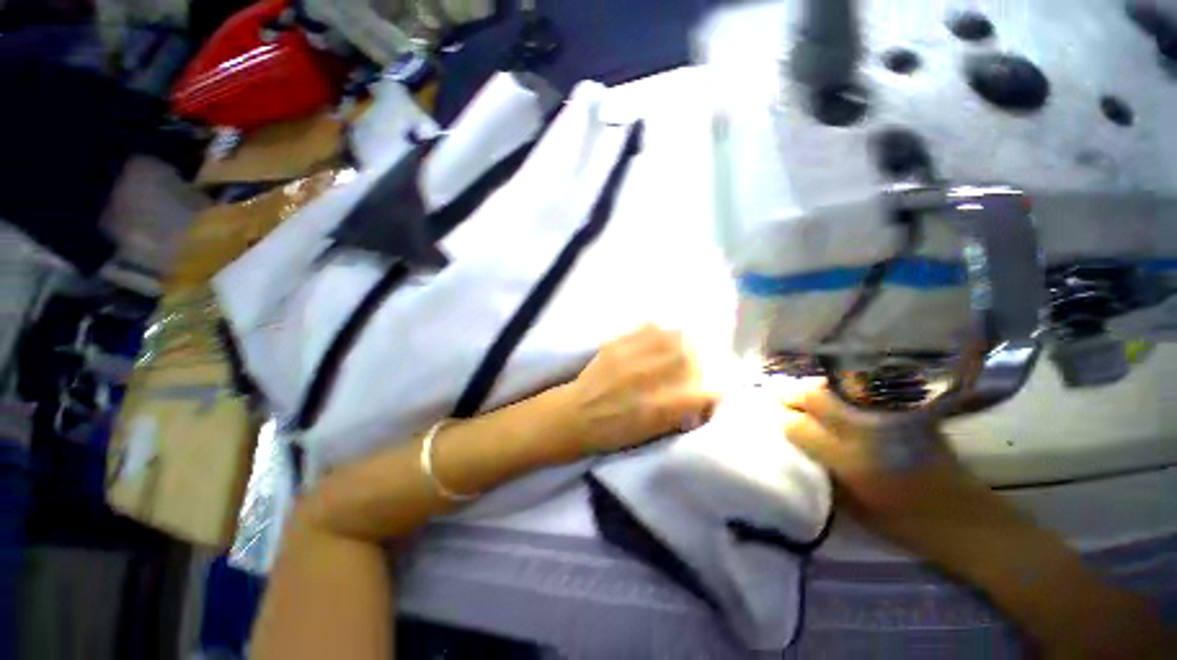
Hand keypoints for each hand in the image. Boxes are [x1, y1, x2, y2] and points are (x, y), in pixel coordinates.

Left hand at [557, 325, 718, 456]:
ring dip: (685, 343)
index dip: (714, 392)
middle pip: (690, 358)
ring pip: (672, 337)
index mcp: (656, 409)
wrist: (575, 416)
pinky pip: (648, 328)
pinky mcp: (615, 344)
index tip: (711, 394)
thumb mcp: (650, 434)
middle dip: (702, 363)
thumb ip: (678, 413)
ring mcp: (629, 357)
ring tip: (684, 350)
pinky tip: (662, 340)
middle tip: (698, 368)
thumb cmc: (612, 433)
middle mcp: (645, 379)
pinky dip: (662, 332)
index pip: (702, 391)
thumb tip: (701, 396)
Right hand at [780, 380, 992, 534]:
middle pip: (815, 396)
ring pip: (836, 385)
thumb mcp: (850, 506)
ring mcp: (889, 416)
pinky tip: (836, 391)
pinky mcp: (907, 409)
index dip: (784, 420)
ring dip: (814, 387)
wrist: (965, 518)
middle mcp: (868, 432)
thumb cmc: (902, 522)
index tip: (777, 418)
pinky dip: (841, 385)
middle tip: (783, 397)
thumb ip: (819, 468)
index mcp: (850, 462)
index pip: (798, 427)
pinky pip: (862, 388)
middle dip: (792, 394)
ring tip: (804, 393)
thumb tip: (793, 438)